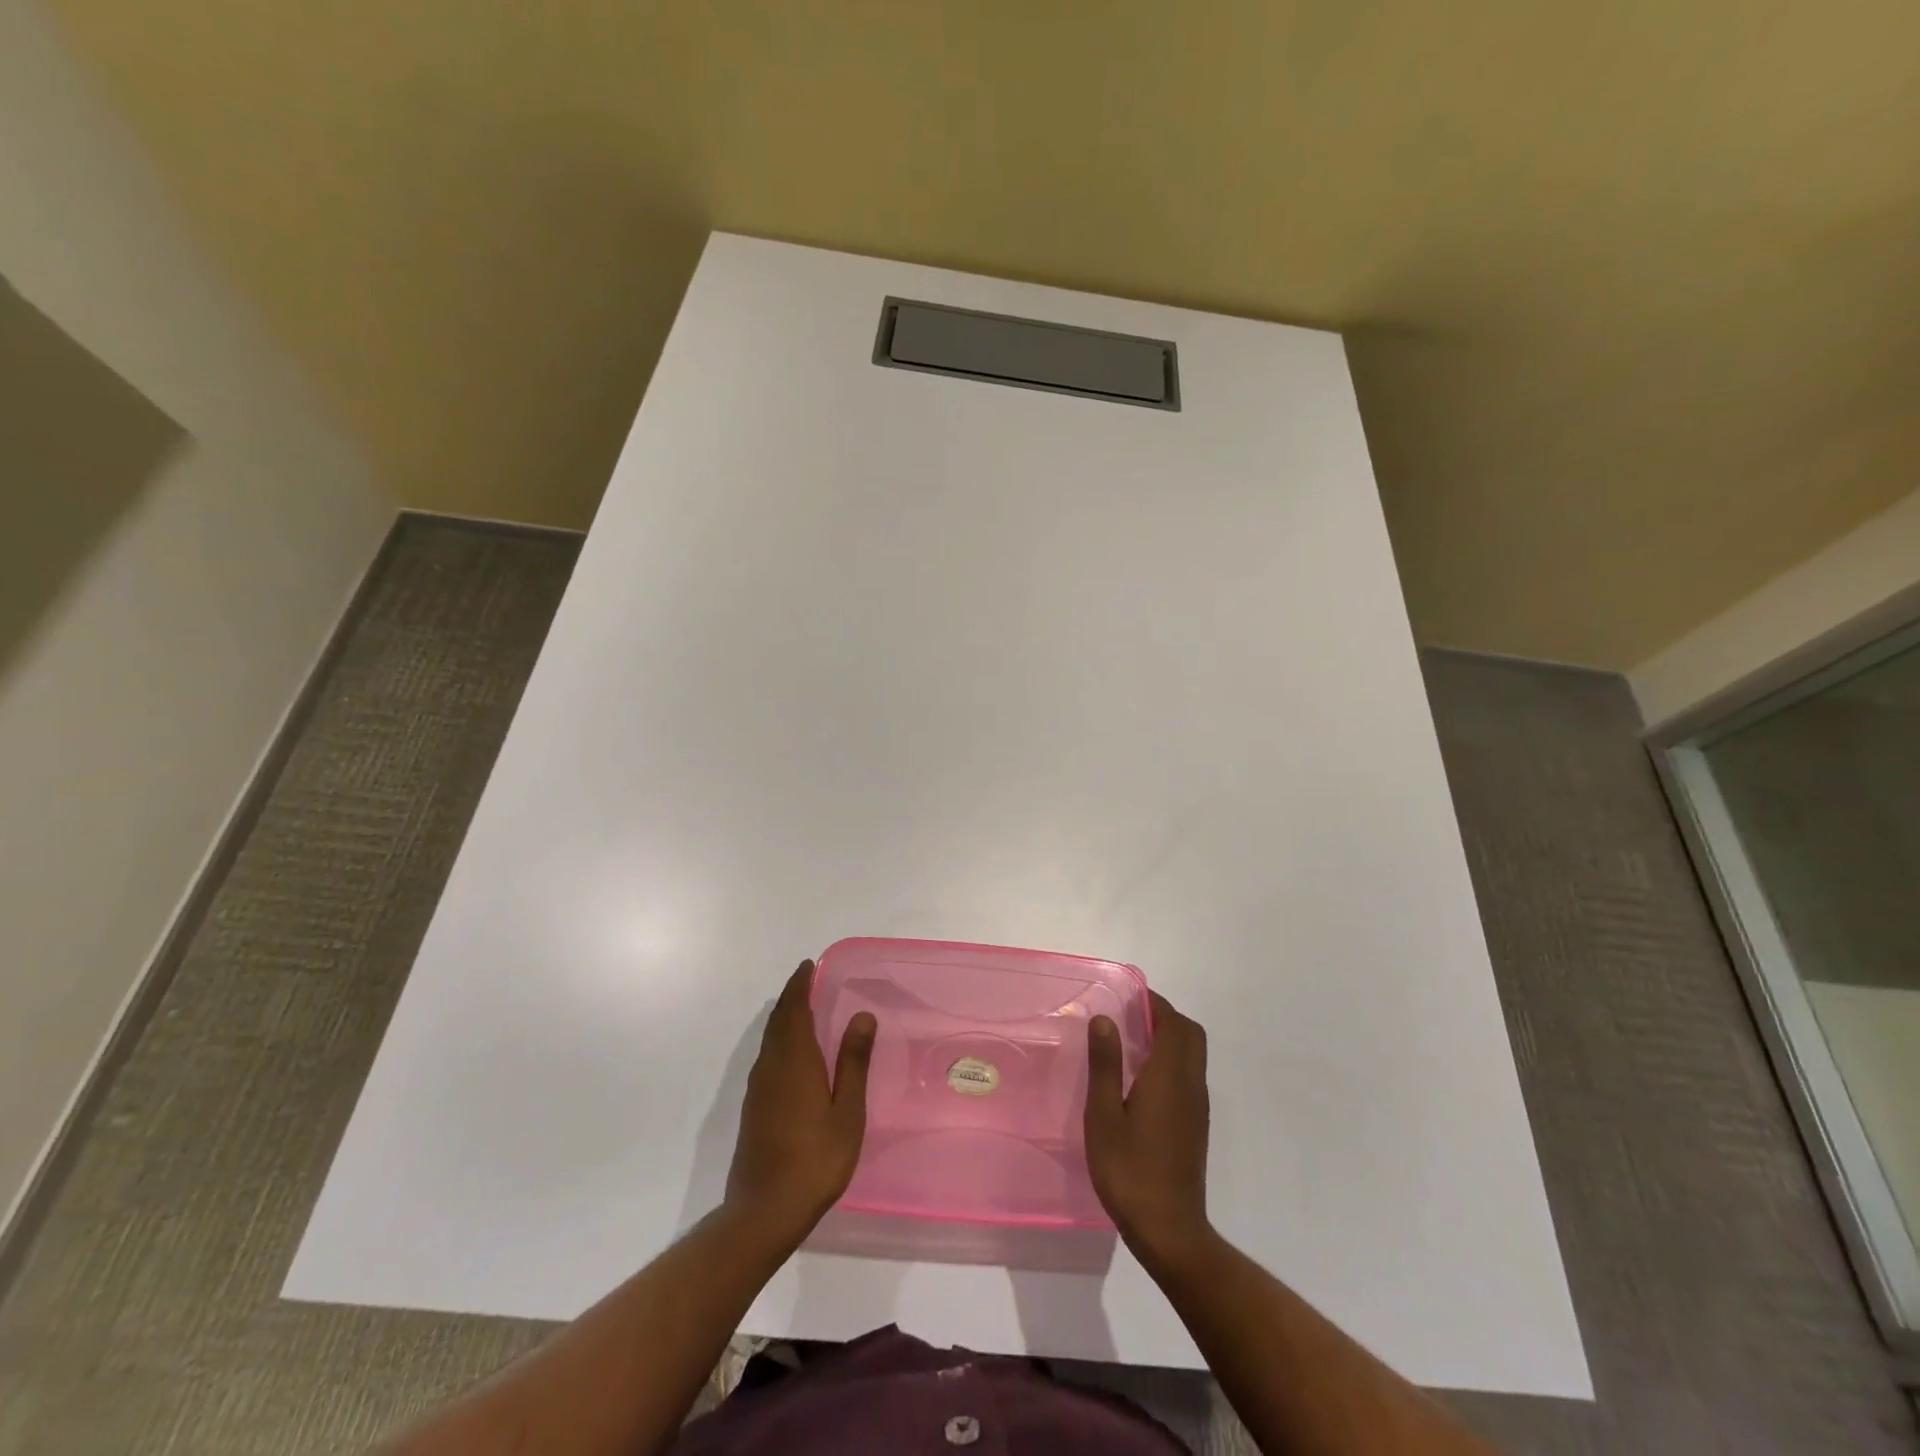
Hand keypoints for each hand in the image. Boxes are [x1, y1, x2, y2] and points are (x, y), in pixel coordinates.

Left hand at [725, 961, 876, 1236]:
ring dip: (783, 1018)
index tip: (808, 966)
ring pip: (769, 1040)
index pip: (794, 1009)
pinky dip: (778, 1041)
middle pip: (778, 1021)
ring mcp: (757, 1088)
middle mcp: (771, 1066)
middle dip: (791, 997)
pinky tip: (791, 1054)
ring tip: (801, 1009)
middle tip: (806, 980)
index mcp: (794, 1061)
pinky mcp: (753, 1108)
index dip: (799, 985)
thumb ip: (853, 1062)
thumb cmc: (815, 1159)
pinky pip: (766, 1057)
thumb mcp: (847, 1111)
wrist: (764, 1211)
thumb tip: (861, 1015)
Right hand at [1085, 990, 1210, 1259]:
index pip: (1173, 1023)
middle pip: (1191, 1034)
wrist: (1169, 1230)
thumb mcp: (1104, 1115)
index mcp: (1169, 1076)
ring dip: (1171, 1038)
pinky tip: (1142, 1081)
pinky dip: (1172, 1061)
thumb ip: (1106, 1064)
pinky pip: (1189, 1076)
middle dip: (1166, 1017)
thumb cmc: (1129, 1170)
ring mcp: (1197, 1107)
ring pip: (1193, 1055)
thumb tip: (1105, 1019)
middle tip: (1131, 1017)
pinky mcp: (1196, 1126)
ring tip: (1132, 1043)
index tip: (1129, 997)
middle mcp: (1190, 1085)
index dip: (1154, 1003)